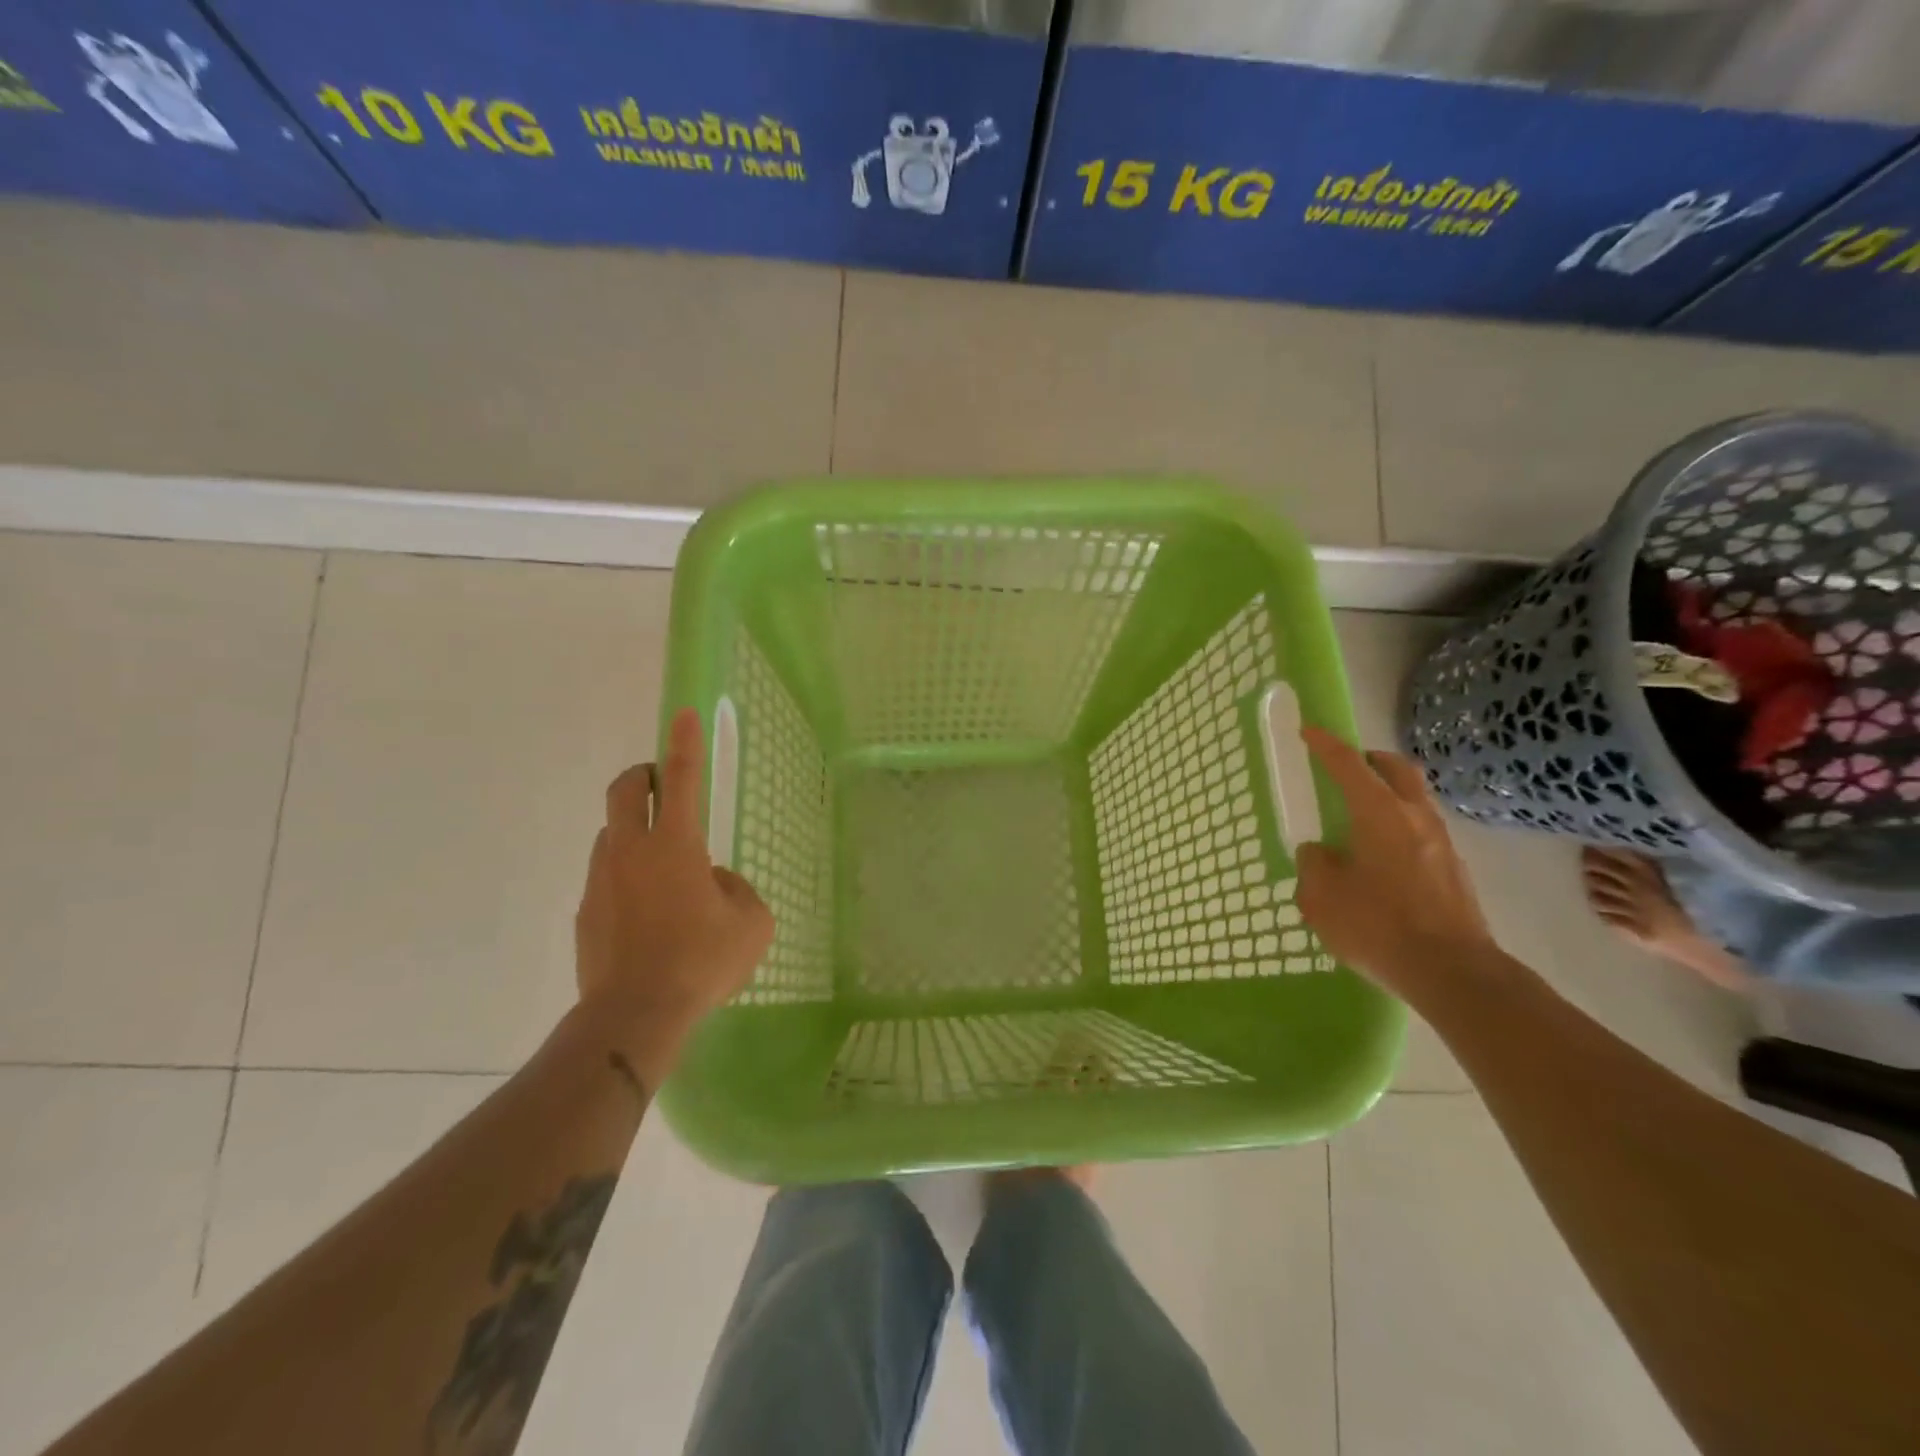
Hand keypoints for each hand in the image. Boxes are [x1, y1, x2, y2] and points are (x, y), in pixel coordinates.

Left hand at [574, 708, 772, 1075]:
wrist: (633, 1016)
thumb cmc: (701, 961)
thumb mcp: (751, 923)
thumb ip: (736, 889)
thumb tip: (712, 882)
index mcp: (675, 845)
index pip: (682, 779)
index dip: (685, 743)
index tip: (682, 713)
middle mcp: (631, 851)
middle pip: (625, 790)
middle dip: (643, 776)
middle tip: (663, 786)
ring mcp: (602, 880)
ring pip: (612, 833)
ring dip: (634, 831)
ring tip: (663, 868)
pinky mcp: (586, 911)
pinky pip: (607, 877)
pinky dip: (626, 877)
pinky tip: (647, 914)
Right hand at [1294, 727, 1498, 1000]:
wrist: (1452, 972)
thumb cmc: (1378, 925)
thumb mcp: (1322, 895)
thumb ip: (1314, 864)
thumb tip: (1320, 853)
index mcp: (1379, 813)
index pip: (1348, 765)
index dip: (1326, 745)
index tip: (1309, 731)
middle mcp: (1415, 818)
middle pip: (1396, 770)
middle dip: (1370, 760)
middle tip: (1347, 767)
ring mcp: (1441, 844)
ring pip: (1414, 800)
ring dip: (1388, 795)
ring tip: (1361, 818)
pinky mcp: (1454, 872)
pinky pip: (1422, 832)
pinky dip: (1399, 828)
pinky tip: (1381, 859)